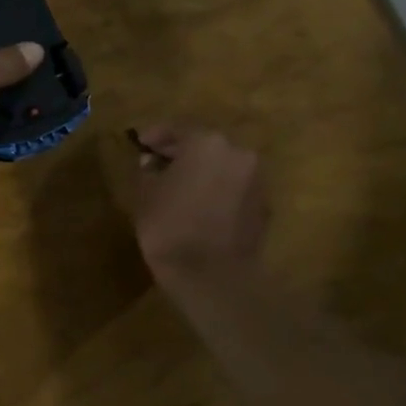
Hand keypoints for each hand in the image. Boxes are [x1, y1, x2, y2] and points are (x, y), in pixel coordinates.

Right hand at [130, 124, 268, 285]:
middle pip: (205, 145)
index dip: (156, 136)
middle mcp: (238, 153)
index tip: (141, 144)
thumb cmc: (170, 227)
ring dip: (203, 171)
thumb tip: (153, 163)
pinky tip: (200, 206)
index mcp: (206, 143)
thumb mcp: (145, 194)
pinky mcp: (264, 206)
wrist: (213, 276)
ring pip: (223, 166)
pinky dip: (218, 190)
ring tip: (180, 187)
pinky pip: (235, 188)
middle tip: (159, 164)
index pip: (177, 129)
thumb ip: (148, 170)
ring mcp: (256, 180)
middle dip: (182, 153)